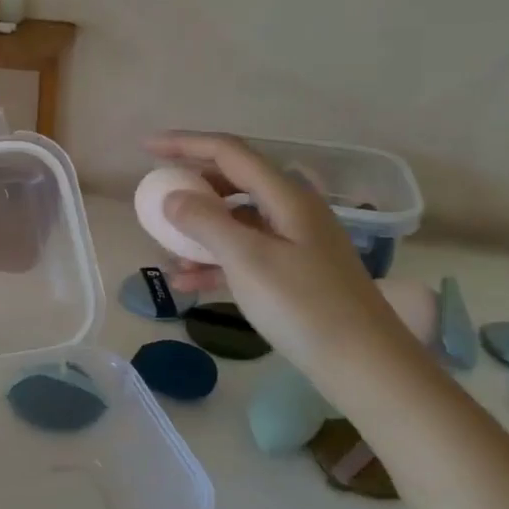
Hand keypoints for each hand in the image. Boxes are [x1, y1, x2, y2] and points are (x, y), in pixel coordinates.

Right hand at [143, 132, 424, 395]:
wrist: (364, 365)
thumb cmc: (304, 306)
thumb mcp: (248, 260)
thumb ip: (205, 222)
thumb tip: (171, 198)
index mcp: (286, 196)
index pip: (228, 152)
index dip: (184, 143)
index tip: (145, 147)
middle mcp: (291, 211)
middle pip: (233, 182)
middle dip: (191, 186)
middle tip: (156, 198)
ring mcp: (294, 243)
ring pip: (236, 221)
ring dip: (199, 230)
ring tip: (166, 252)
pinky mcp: (293, 273)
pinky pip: (244, 254)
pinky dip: (214, 262)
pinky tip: (186, 283)